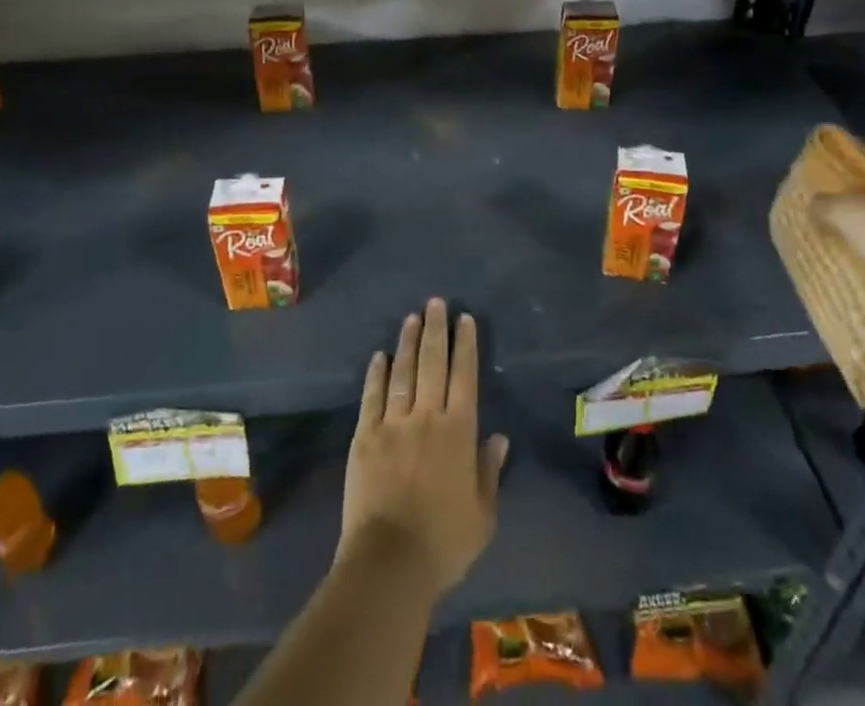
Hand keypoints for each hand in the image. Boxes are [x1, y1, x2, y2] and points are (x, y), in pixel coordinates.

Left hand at [337, 298, 508, 599]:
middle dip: (435, 330)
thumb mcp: (482, 514)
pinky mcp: (365, 436)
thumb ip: (489, 471)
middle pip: (432, 363)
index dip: (465, 345)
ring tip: (411, 318)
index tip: (464, 319)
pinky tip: (379, 356)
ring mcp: (393, 423)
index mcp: (458, 432)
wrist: (390, 562)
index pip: (464, 376)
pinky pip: (372, 396)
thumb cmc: (444, 542)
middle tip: (435, 303)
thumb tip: (499, 437)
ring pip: (402, 372)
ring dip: (407, 342)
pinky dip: (376, 373)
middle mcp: (427, 416)